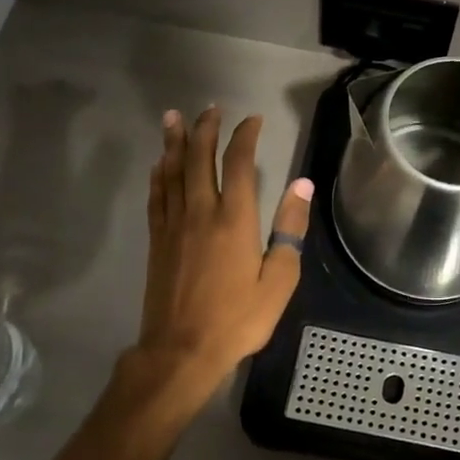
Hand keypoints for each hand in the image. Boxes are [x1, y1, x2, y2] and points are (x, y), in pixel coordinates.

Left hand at [116, 106, 313, 417]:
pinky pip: (157, 196)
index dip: (245, 136)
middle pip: (199, 159)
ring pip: (173, 172)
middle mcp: (201, 212)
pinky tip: (159, 164)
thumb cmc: (238, 319)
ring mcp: (174, 225)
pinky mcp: (157, 241)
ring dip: (174, 142)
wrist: (182, 351)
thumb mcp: (279, 279)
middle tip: (209, 109)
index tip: (252, 120)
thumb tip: (302, 185)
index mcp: (234, 219)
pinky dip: (159, 175)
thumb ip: (289, 229)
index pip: (239, 164)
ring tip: (173, 118)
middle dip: (204, 130)